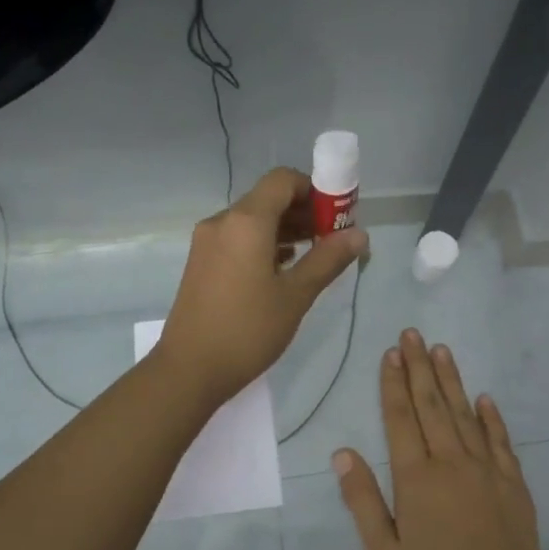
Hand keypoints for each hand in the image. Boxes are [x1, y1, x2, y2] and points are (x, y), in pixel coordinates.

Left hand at [158, 167, 367, 407]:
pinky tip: (283, 270)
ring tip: (313, 256)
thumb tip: (359, 234)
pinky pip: (238, 239)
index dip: (314, 189)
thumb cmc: (248, 331)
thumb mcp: (295, 296)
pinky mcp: (201, 263)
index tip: (338, 216)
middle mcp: (222, 222)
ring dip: (284, 229)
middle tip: (332, 239)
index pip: (283, 180)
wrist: (189, 369)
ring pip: (252, 220)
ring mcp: (207, 242)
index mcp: (246, 221)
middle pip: (268, 199)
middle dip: (303, 211)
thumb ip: (327, 259)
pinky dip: (263, 244)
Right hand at [334, 328, 548, 549]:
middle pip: (432, 405)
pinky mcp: (513, 483)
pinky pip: (499, 440)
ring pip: (466, 414)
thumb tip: (342, 453)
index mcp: (416, 478)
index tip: (391, 353)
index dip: (393, 384)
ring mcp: (486, 470)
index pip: (401, 418)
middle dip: (420, 368)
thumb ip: (362, 500)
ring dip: (452, 380)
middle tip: (413, 334)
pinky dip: (491, 417)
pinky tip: (484, 397)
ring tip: (442, 350)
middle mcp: (451, 462)